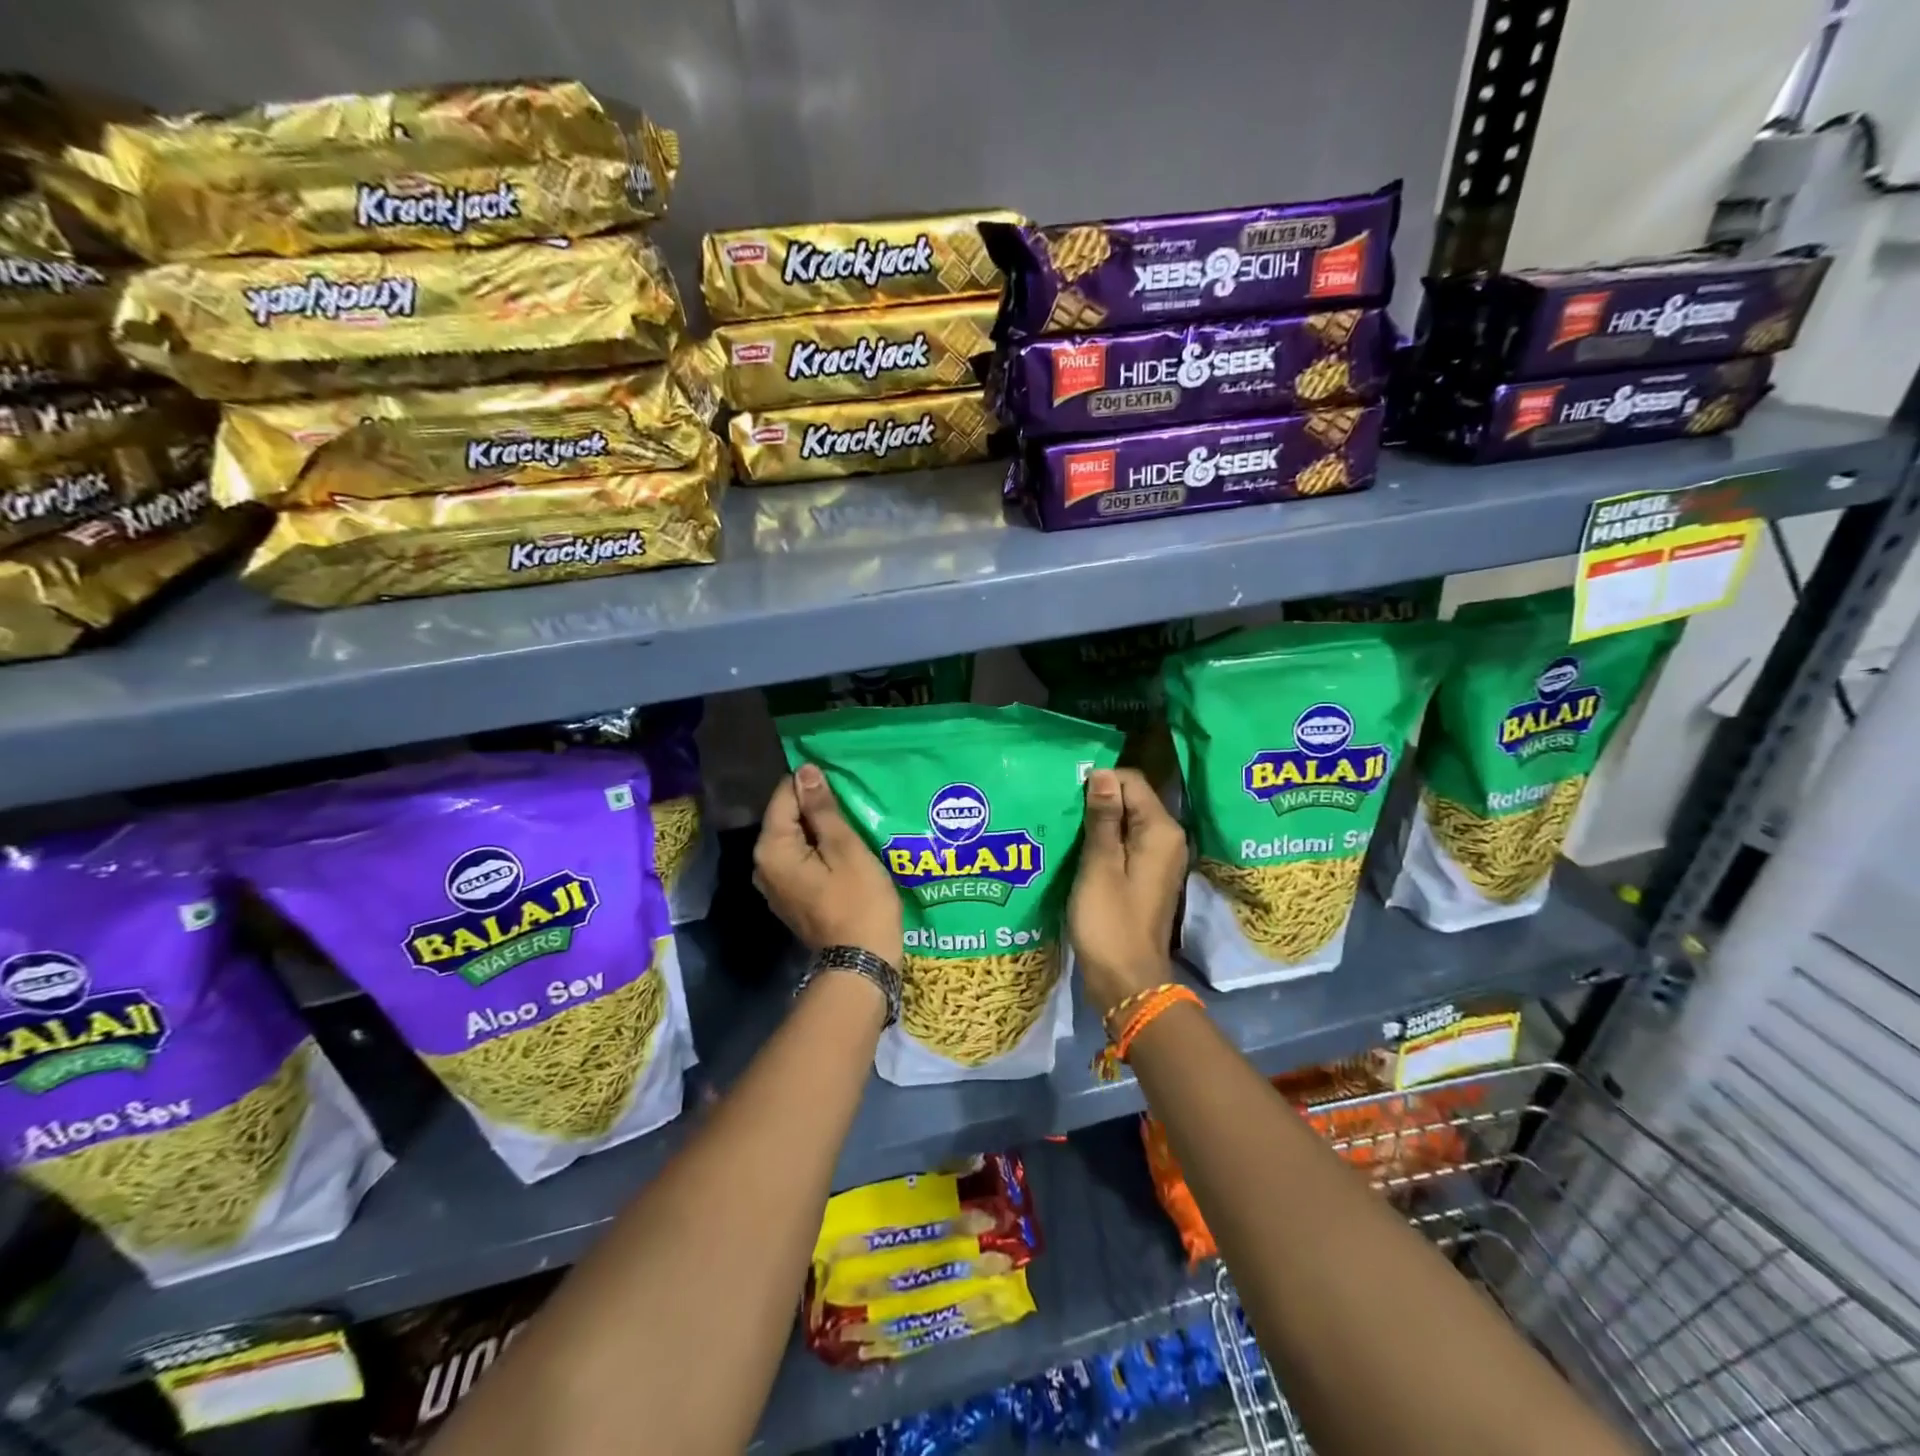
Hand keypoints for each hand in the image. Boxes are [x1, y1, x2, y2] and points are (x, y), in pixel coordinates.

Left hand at [754, 764, 903, 966]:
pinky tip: (845, 851)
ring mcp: (775, 884)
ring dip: (821, 830)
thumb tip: (805, 772)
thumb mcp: (845, 849)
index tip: (843, 784)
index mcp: (772, 849)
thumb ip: (822, 810)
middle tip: (853, 804)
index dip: (813, 785)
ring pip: (796, 840)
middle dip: (817, 808)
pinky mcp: (791, 897)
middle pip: (787, 818)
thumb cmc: (858, 902)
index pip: (785, 796)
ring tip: (853, 823)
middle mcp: (763, 864)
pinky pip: (801, 860)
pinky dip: (820, 851)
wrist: (860, 964)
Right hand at [1069, 768, 1187, 1020]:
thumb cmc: (1109, 921)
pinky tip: (1077, 849)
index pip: (1131, 781)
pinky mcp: (1146, 875)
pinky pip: (1126, 843)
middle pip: (1131, 799)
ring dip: (1097, 821)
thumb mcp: (1099, 865)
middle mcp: (1168, 838)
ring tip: (1064, 826)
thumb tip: (1102, 773)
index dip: (1099, 781)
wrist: (1126, 980)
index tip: (1066, 793)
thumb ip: (1103, 817)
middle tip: (1060, 808)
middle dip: (1097, 799)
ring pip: (1126, 821)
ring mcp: (1159, 859)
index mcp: (1161, 830)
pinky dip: (1104, 841)